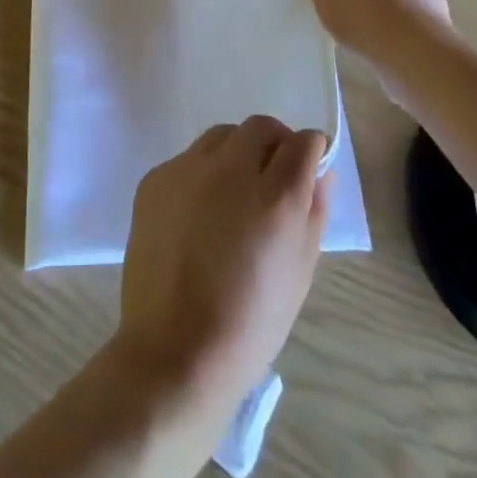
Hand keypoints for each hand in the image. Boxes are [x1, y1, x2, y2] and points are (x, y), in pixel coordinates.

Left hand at [116, 117, 330, 412]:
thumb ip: (314, 213)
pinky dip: (203, 174)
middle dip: (275, 143)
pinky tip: (200, 215)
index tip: (310, 167)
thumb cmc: (250, 324)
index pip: (302, 143)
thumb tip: (321, 172)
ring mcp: (187, 169)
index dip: (311, 151)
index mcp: (275, 196)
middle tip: (274, 179)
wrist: (174, 350)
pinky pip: (188, 159)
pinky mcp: (155, 178)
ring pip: (222, 136)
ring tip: (235, 196)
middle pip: (261, 127)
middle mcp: (230, 169)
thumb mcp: (300, 274)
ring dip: (238, 152)